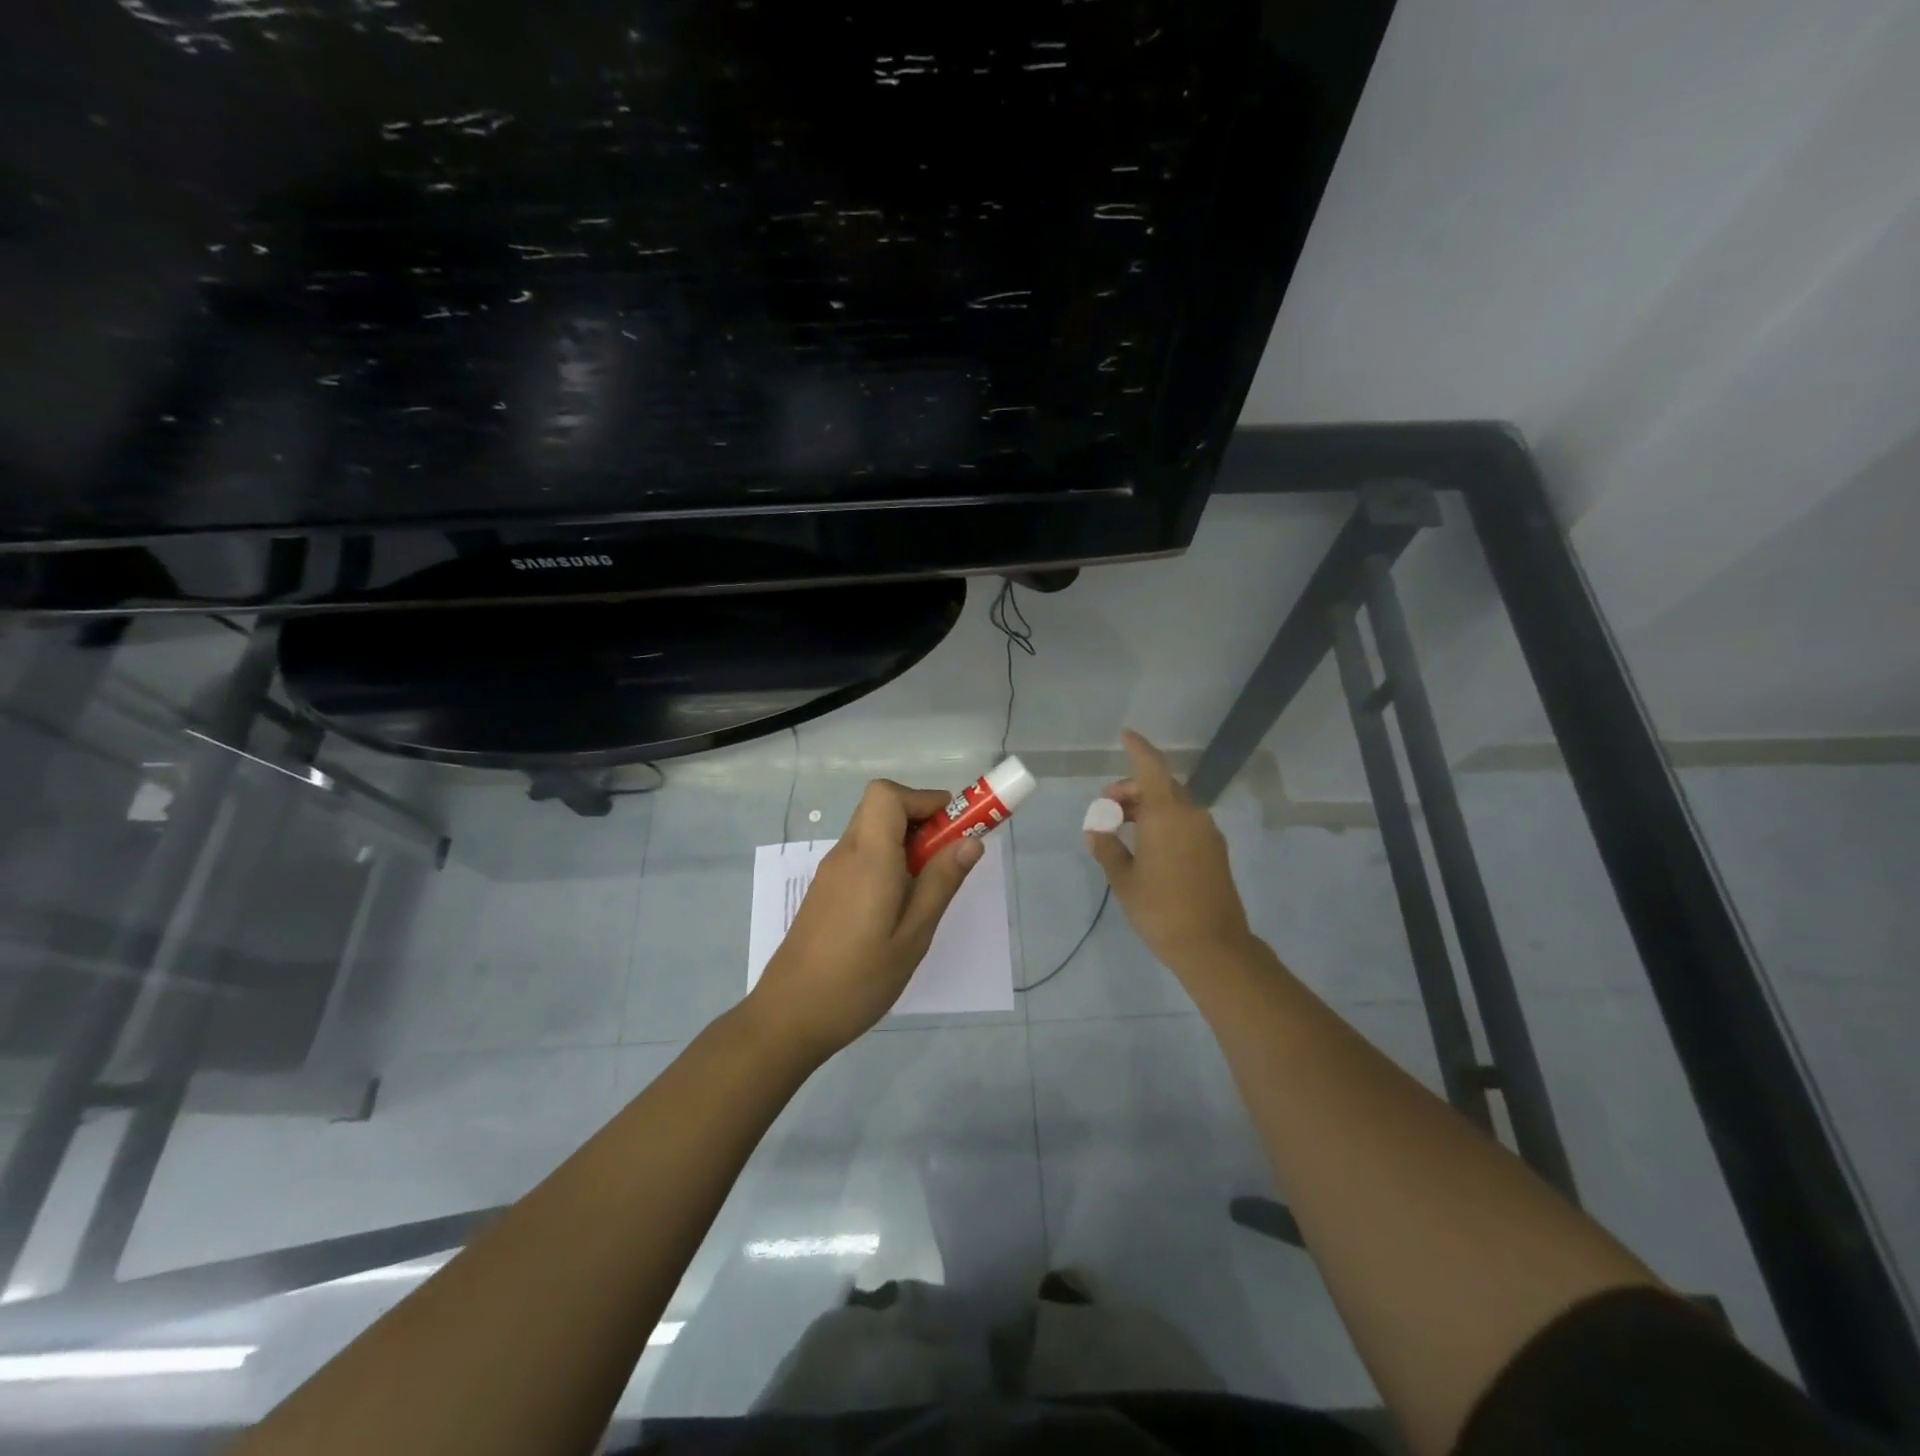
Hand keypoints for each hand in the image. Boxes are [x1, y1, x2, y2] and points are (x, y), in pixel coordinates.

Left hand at [749, 780, 983, 1061]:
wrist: (790, 1016)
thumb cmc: (859, 979)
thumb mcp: (913, 935)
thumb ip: (941, 882)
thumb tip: (970, 840)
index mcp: (868, 858)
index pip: (887, 794)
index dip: (923, 799)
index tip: (952, 828)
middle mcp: (845, 854)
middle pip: (880, 806)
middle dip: (920, 818)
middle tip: (947, 856)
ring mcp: (830, 872)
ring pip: (871, 831)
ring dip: (905, 841)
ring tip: (928, 886)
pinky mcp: (825, 890)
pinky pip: (861, 855)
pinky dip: (887, 859)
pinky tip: (898, 905)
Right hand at [1085, 730, 1254, 980]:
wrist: (1213, 946)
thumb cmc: (1161, 909)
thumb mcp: (1124, 879)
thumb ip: (1107, 848)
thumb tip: (1096, 831)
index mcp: (1167, 814)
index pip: (1151, 767)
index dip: (1138, 748)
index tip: (1125, 735)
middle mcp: (1192, 815)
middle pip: (1162, 786)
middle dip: (1133, 789)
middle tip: (1107, 806)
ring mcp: (1208, 833)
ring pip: (1175, 804)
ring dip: (1149, 806)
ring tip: (1122, 826)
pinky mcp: (1215, 852)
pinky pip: (1186, 822)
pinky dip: (1164, 821)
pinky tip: (1147, 844)